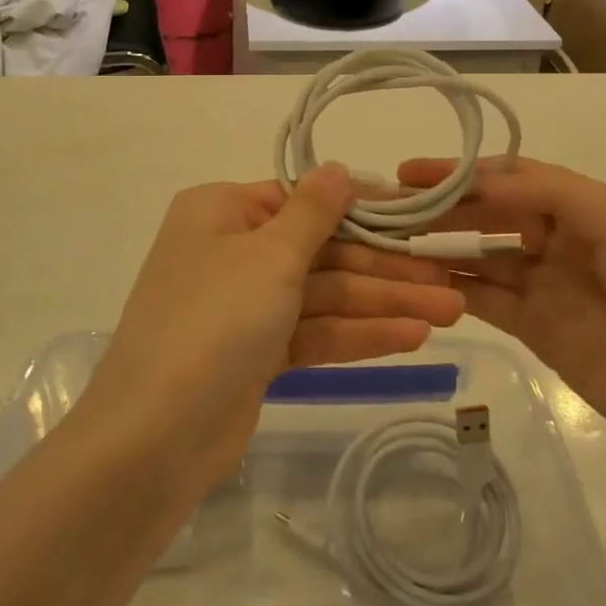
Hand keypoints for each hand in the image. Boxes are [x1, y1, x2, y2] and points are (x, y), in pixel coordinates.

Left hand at [88, 166, 464, 490]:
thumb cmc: (214, 321)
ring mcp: (244, 305)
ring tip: (451, 310)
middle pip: (321, 251)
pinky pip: (314, 332)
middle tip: (448, 278)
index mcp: (223, 211)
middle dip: (385, 267)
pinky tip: (414, 337)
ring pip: (324, 295)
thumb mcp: (269, 256)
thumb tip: (336, 167)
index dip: (364, 208)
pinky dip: (358, 334)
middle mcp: (232, 251)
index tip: (418, 216)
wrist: (154, 438)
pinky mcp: (256, 353)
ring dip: (384, 302)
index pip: (304, 200)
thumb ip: (312, 212)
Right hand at [397, 155, 605, 480]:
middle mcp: (562, 239)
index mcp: (587, 206)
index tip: (411, 172)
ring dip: (440, 247)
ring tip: (391, 243)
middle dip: (442, 207)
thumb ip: (550, 194)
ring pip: (481, 256)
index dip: (462, 171)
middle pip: (490, 214)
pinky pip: (486, 301)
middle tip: (389, 210)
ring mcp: (548, 286)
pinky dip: (453, 289)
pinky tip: (417, 282)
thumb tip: (480, 182)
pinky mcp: (538, 330)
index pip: (512, 176)